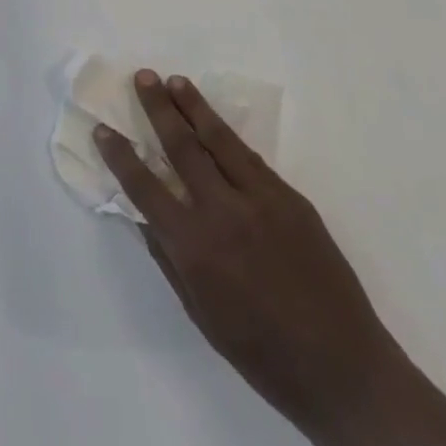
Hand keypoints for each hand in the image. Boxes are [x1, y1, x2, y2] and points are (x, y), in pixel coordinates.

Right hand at [95, 71, 399, 445]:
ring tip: (174, 80)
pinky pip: (251, 159)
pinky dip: (227, 137)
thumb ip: (169, 259)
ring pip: (219, 139)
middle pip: (182, 146)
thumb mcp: (201, 314)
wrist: (343, 368)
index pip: (145, 187)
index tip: (103, 129)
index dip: (121, 156)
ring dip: (194, 106)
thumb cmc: (262, 355)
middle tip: (142, 77)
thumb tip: (143, 217)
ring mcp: (261, 199)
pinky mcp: (291, 197)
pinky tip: (215, 125)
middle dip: (158, 108)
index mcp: (194, 247)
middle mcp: (223, 212)